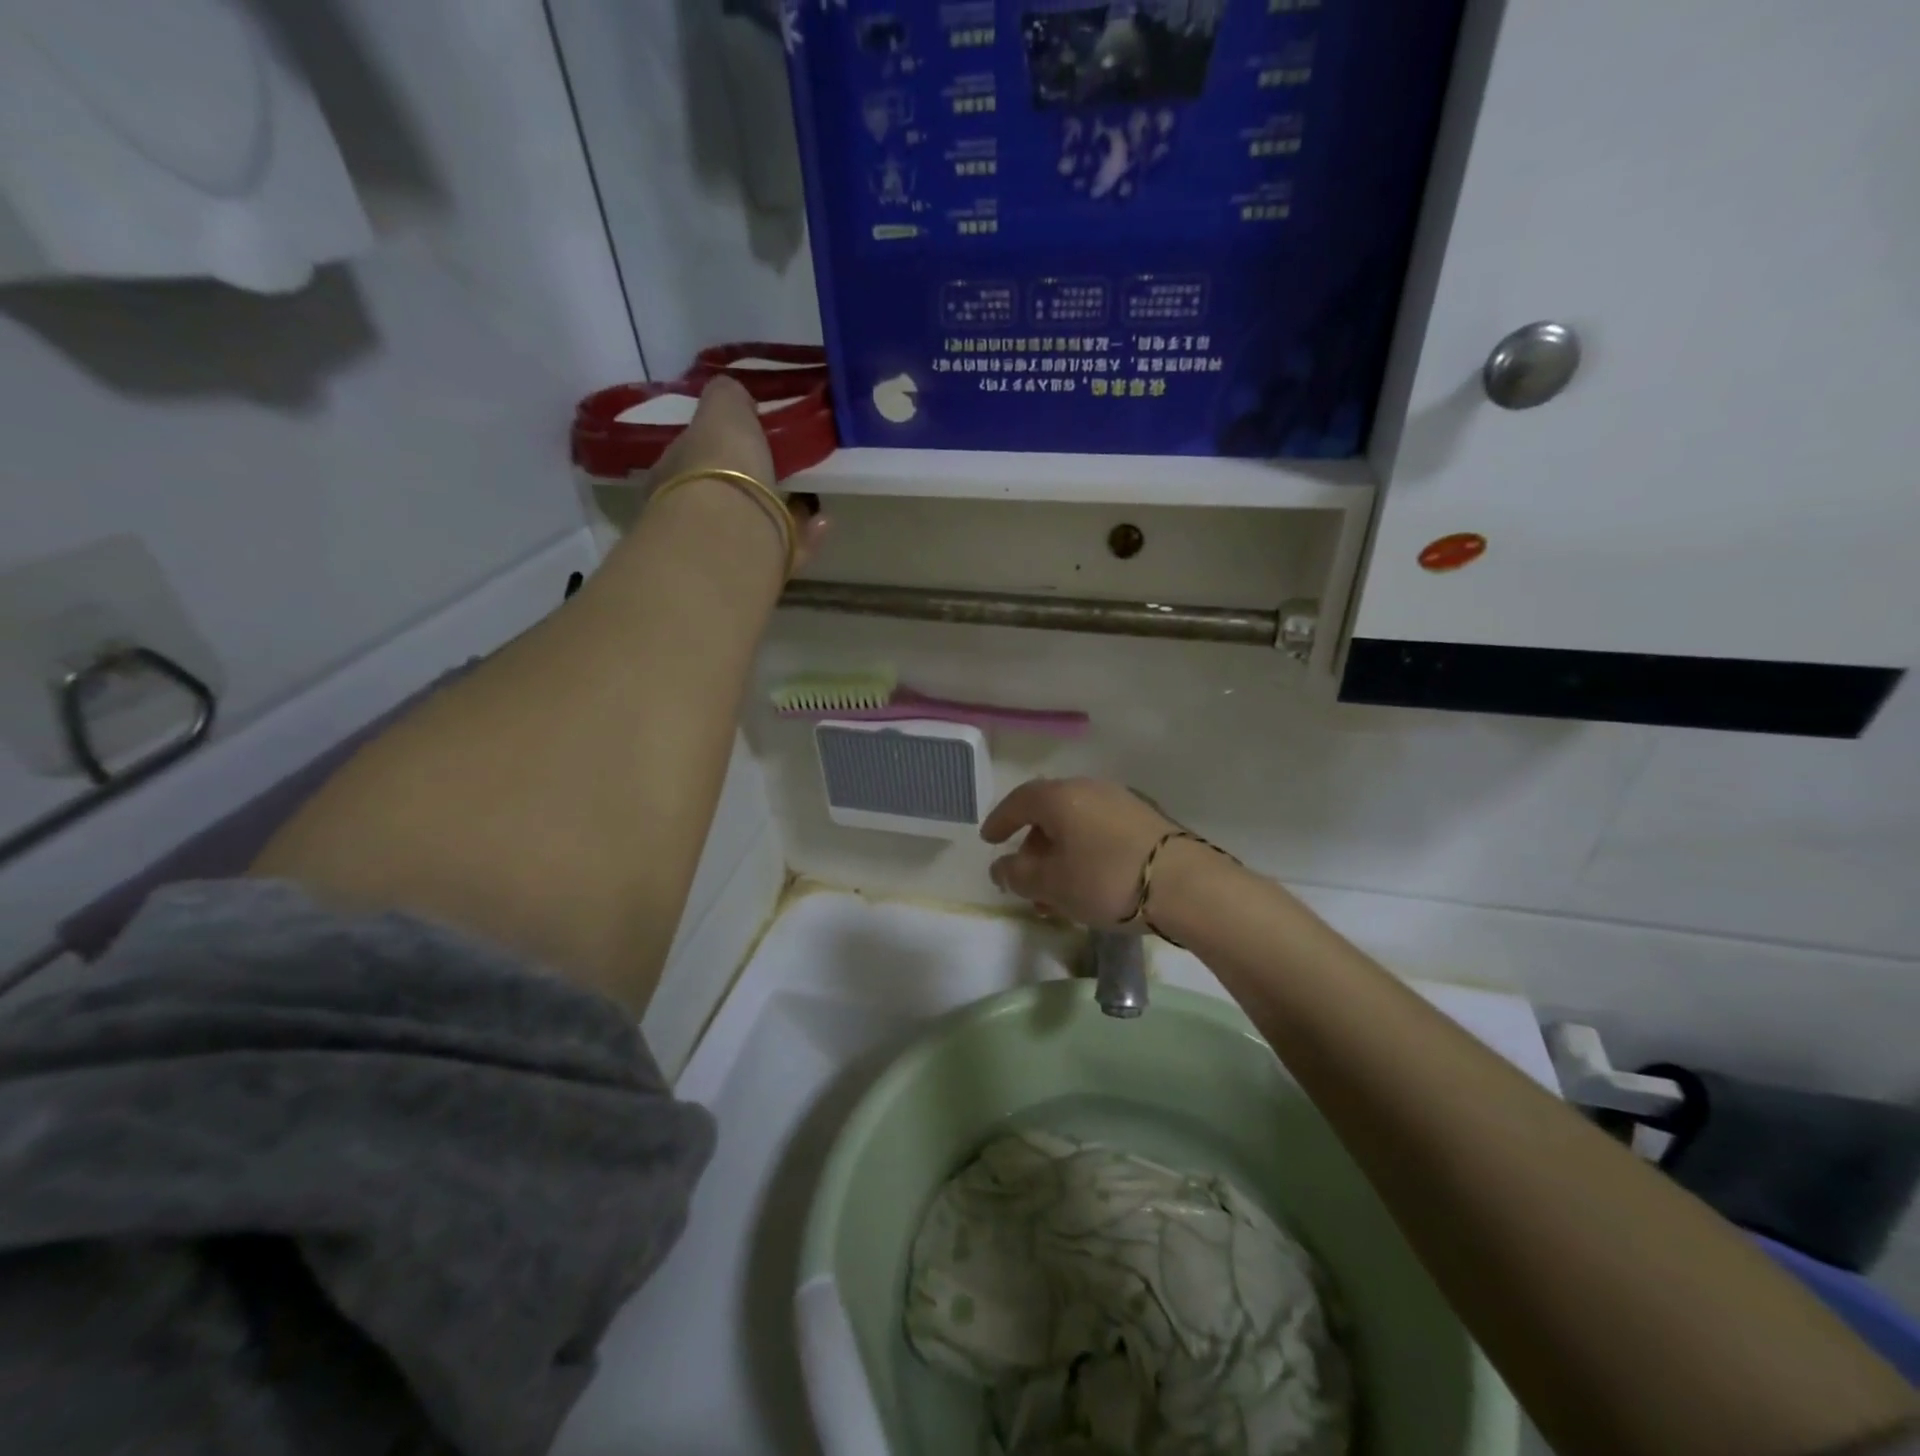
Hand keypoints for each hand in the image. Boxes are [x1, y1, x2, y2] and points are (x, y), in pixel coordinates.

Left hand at [646, 376, 827, 568]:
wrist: (729, 534)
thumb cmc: (719, 466)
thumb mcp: (723, 411)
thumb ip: (727, 397)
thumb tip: (734, 395)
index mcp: (671, 476)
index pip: (690, 458)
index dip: (717, 448)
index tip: (746, 442)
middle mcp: (689, 517)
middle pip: (721, 496)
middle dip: (750, 486)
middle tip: (781, 474)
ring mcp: (720, 550)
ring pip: (753, 527)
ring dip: (783, 514)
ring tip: (813, 502)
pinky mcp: (755, 576)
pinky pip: (783, 552)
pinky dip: (805, 537)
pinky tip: (824, 522)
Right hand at [981, 777, 1178, 927]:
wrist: (1187, 886)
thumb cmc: (1106, 880)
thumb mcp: (1053, 884)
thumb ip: (1019, 875)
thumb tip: (1001, 867)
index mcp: (1061, 797)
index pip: (1020, 800)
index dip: (1000, 820)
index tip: (989, 840)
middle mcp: (1091, 789)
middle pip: (1050, 813)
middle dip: (1033, 847)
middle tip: (1025, 879)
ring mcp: (1123, 803)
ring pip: (1077, 827)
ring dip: (1060, 857)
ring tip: (1057, 897)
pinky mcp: (1148, 822)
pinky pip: (1101, 834)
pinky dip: (1085, 855)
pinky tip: (1089, 887)